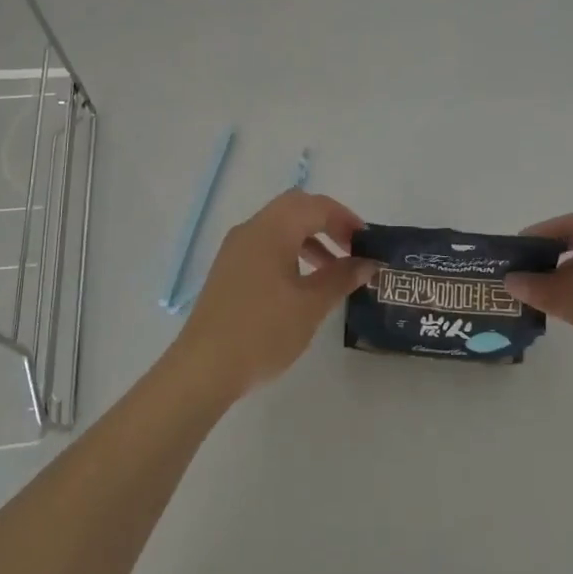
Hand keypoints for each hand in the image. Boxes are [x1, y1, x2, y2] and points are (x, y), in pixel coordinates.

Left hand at [170, 191, 374, 401]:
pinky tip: (302, 283)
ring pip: (280, 225)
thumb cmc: (263, 332)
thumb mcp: (310, 305)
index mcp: (272, 229)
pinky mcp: (229, 268)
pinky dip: (290, 251)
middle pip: (296, 207)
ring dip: (309, 237)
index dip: (346, 219)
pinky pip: (266, 244)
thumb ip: (341, 278)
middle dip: (327, 221)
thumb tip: (368, 262)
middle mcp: (252, 228)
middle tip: (351, 247)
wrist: (204, 368)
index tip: (368, 242)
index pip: (316, 206)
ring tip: (333, 269)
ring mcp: (236, 248)